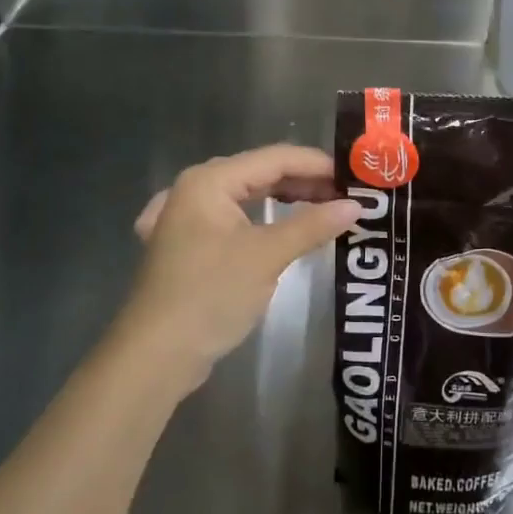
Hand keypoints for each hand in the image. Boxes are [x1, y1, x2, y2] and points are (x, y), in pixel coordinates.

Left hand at [121, 145, 359, 391]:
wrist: (156, 355)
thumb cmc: (211, 295)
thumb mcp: (267, 256)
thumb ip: (312, 225)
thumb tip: (356, 206)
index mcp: (209, 181)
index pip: (274, 158)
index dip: (318, 164)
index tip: (356, 177)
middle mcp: (195, 189)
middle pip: (260, 173)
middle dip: (305, 182)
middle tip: (347, 195)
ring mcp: (187, 218)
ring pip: (247, 196)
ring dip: (286, 201)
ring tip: (325, 208)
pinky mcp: (189, 245)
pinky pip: (234, 218)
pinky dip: (262, 219)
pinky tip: (280, 225)